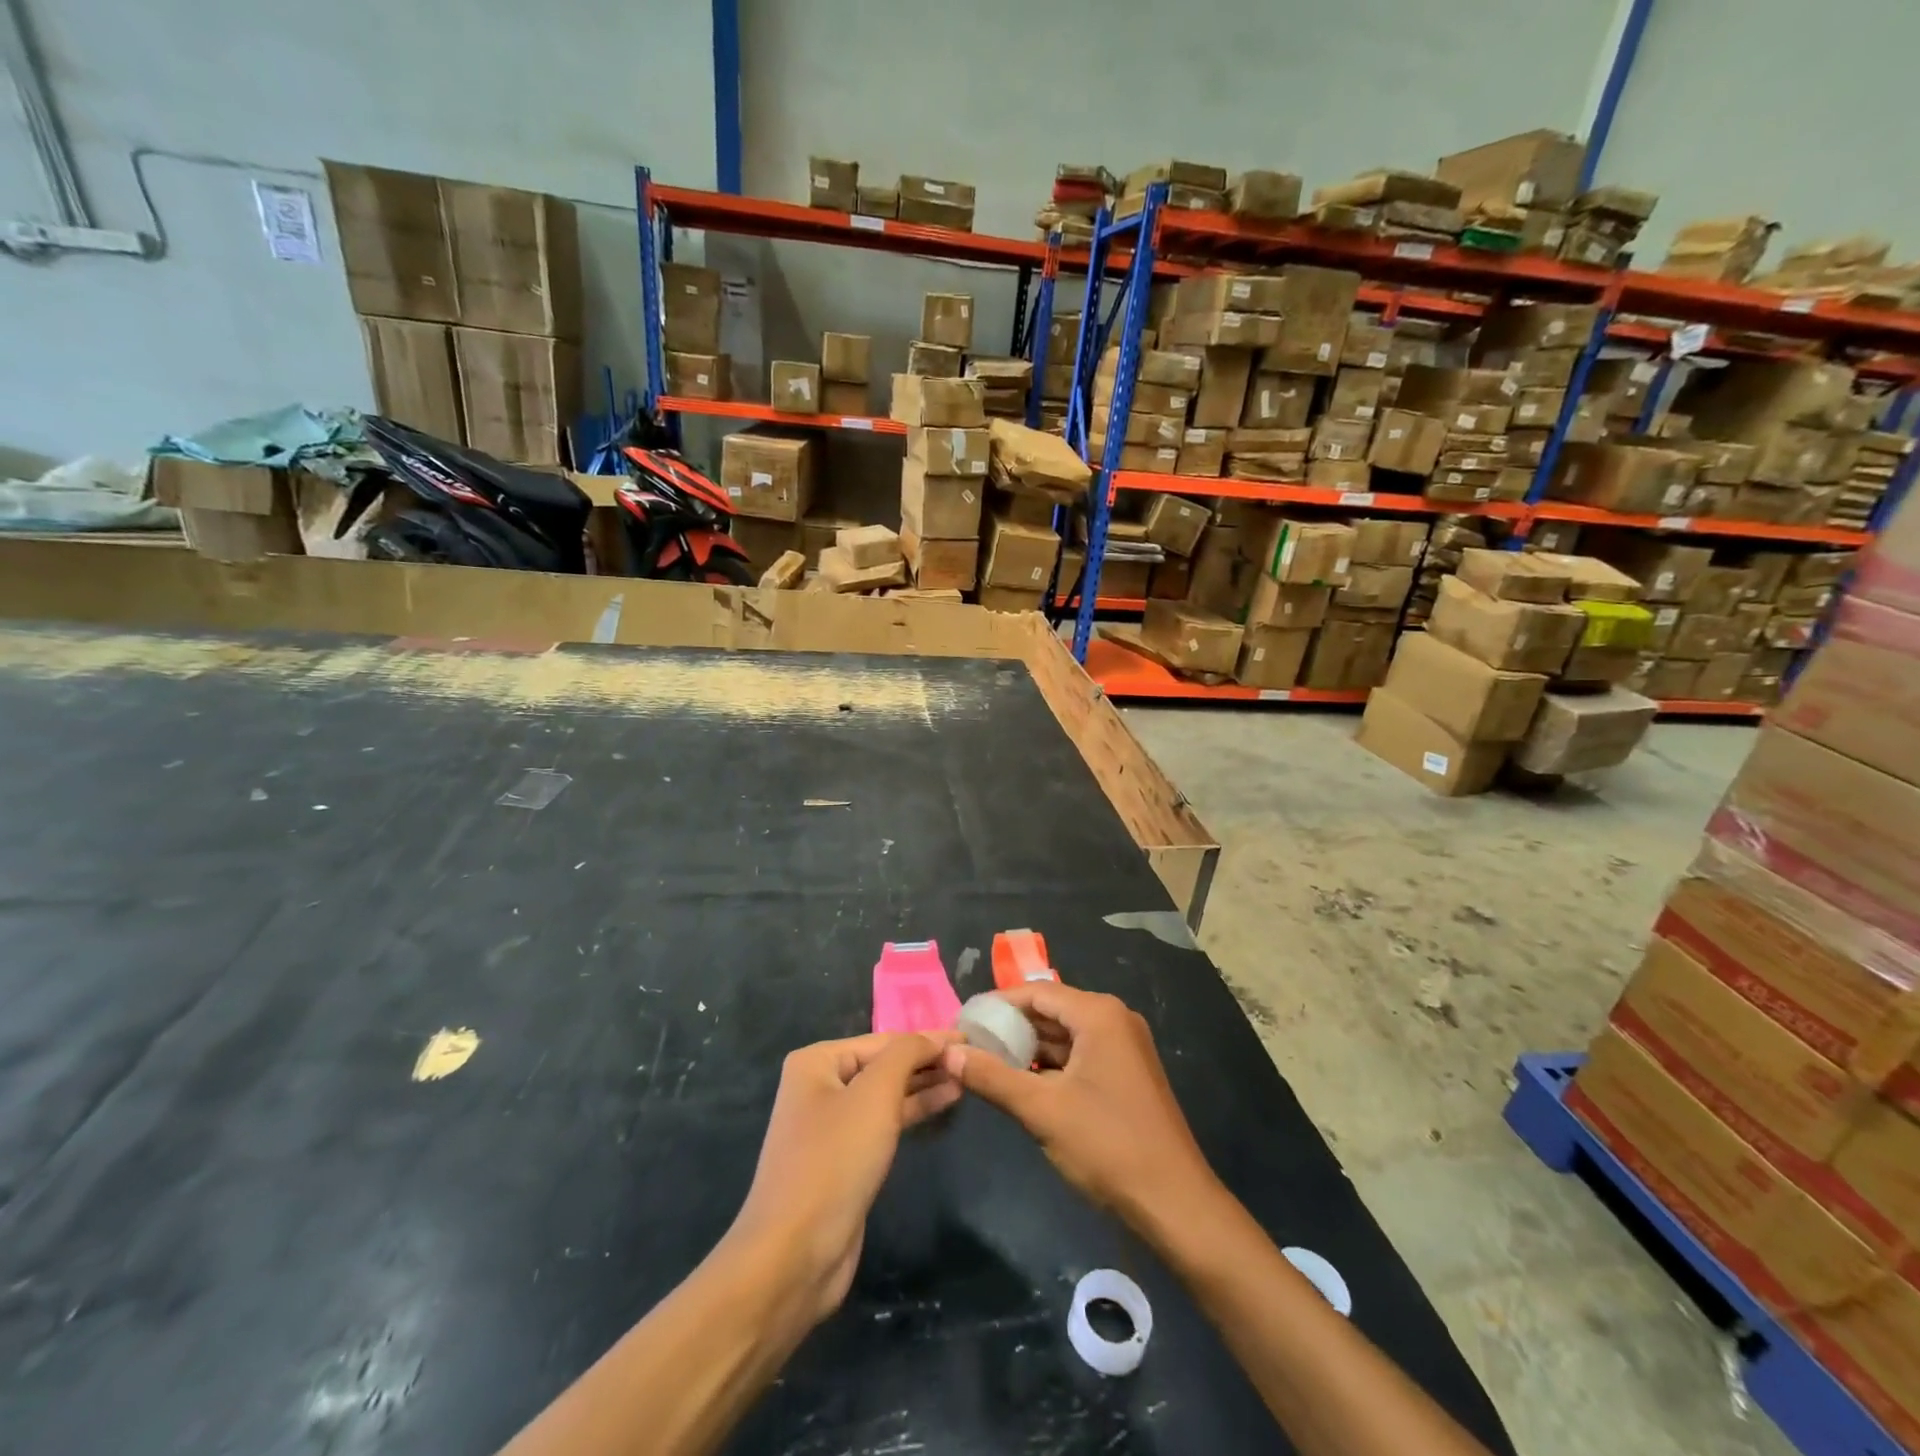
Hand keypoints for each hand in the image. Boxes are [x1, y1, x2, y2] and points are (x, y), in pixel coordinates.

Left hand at [729, 1032, 960, 1323]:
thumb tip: (935, 1038)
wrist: (795, 1254)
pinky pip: (883, 1124)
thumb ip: (907, 1055)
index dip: (927, 1039)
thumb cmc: (835, 1159)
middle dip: (925, 1062)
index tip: (969, 1038)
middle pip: (883, 1065)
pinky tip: (943, 1104)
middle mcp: (818, 1087)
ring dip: (923, 1087)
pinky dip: (912, 1112)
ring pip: (885, 1095)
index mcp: (816, 1062)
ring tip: (965, 1080)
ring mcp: (829, 1126)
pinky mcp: (843, 1160)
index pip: (883, 1040)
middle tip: (971, 1060)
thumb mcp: (875, 1094)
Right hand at [942, 985, 1216, 1229]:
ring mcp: (1124, 1046)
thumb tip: (949, 1052)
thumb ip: (991, 1077)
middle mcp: (1114, 1019)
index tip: (963, 1021)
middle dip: (1011, 1027)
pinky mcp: (1126, 1072)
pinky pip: (1080, 1054)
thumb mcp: (1041, 1110)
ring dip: (1029, 1048)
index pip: (1036, 992)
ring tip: (986, 1063)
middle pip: (1051, 1010)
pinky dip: (1051, 1065)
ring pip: (1065, 1035)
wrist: (1174, 1203)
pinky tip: (1022, 1083)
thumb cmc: (1107, 1145)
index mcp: (1098, 1014)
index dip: (996, 1004)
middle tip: (969, 1043)